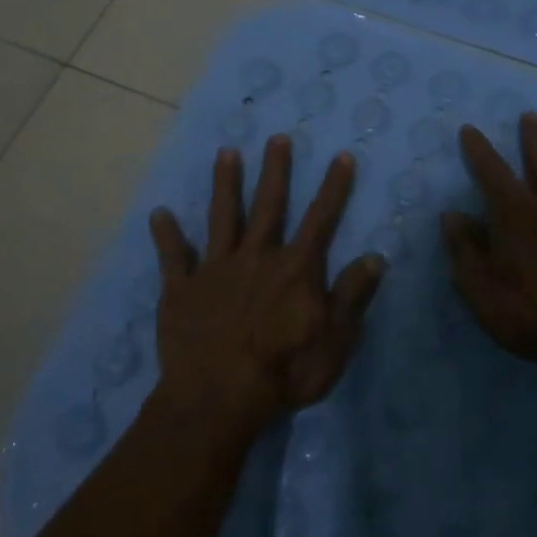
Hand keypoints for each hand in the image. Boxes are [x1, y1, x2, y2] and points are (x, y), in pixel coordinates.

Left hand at [147, 136, 387, 442]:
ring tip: (226, 153)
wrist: (217, 398)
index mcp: (295, 268)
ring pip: (222, 217)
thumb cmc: (283, 372)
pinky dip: (166, 235)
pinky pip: (173, 257)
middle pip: (268, 205)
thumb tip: (376, 256)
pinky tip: (159, 213)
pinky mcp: (182, 289)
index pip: (321, 219)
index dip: (334, 187)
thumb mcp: (334, 341)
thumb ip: (353, 296)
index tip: (341, 155)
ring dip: (224, 184)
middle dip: (275, 170)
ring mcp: (215, 269)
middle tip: (277, 138)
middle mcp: (256, 257)